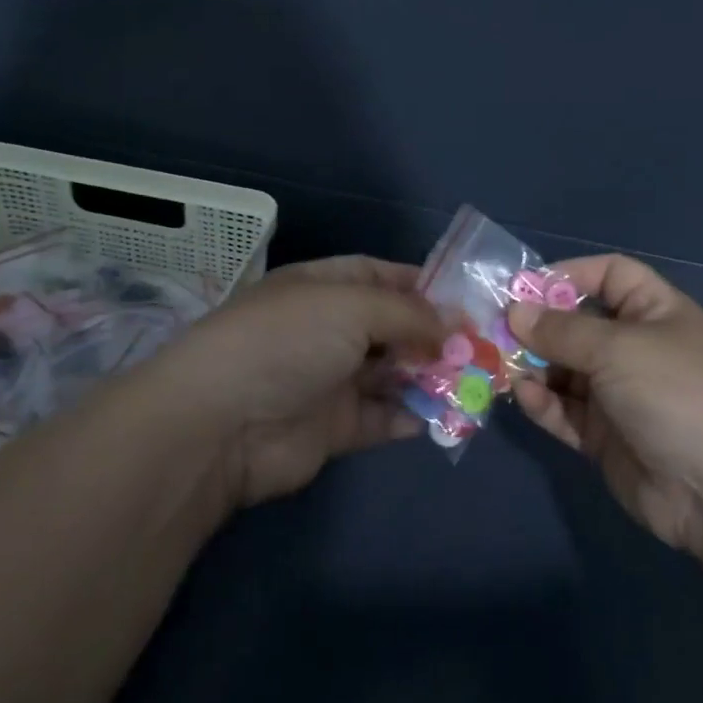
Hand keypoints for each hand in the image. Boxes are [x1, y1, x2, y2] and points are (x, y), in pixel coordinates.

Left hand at [146, 256, 445, 508]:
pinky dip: (411, 417)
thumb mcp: (352, 306)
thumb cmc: (288, 342)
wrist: (222, 424)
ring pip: (392, 373)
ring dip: (429, 376)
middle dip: (434, 334)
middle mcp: (327, 330)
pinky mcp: (334, 427)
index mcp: (322, 288)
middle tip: (480, 345)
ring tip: (473, 381)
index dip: (421, 283)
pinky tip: (442, 416)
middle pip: (391, 326)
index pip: (379, 275)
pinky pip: (382, 418)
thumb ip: (410, 313)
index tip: (465, 298)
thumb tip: (456, 322)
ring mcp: (330, 379)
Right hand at [508, 255, 702, 554]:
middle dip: (538, 326)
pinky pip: (566, 411)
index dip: (569, 275)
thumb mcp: (617, 348)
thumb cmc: (674, 393)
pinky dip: (544, 403)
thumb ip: (561, 330)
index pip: (609, 275)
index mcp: (654, 312)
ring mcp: (620, 394)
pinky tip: (524, 396)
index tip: (524, 288)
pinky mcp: (605, 436)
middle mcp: (636, 348)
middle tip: (493, 328)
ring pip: (565, 370)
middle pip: (578, 324)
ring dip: (534, 366)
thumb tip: (514, 312)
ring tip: (498, 363)